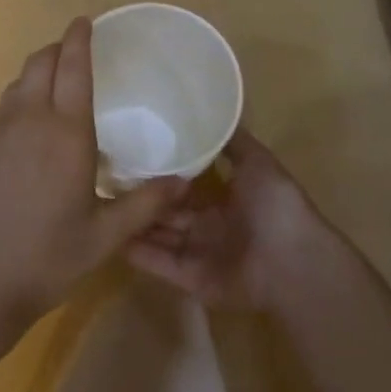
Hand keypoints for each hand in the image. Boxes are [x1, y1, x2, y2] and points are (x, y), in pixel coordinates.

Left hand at [0, 17, 188, 338]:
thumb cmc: (47, 258)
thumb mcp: (105, 236)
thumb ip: (146, 204)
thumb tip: (184, 181)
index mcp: (65, 133)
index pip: (73, 67)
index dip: (79, 38)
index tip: (85, 21)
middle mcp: (27, 121)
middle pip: (39, 63)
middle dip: (57, 49)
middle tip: (74, 53)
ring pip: (17, 86)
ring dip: (36, 76)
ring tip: (54, 90)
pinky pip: (0, 113)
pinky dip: (18, 106)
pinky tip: (27, 138)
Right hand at [125, 127, 337, 313]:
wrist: (292, 262)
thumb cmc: (276, 206)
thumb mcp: (258, 161)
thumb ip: (233, 142)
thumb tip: (214, 112)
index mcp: (225, 200)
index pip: (184, 185)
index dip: (162, 172)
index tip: (130, 153)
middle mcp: (209, 226)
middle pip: (167, 211)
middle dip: (141, 199)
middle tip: (105, 179)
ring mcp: (198, 254)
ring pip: (158, 235)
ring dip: (133, 223)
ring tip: (98, 204)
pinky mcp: (189, 279)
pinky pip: (158, 263)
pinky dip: (136, 252)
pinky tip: (108, 235)